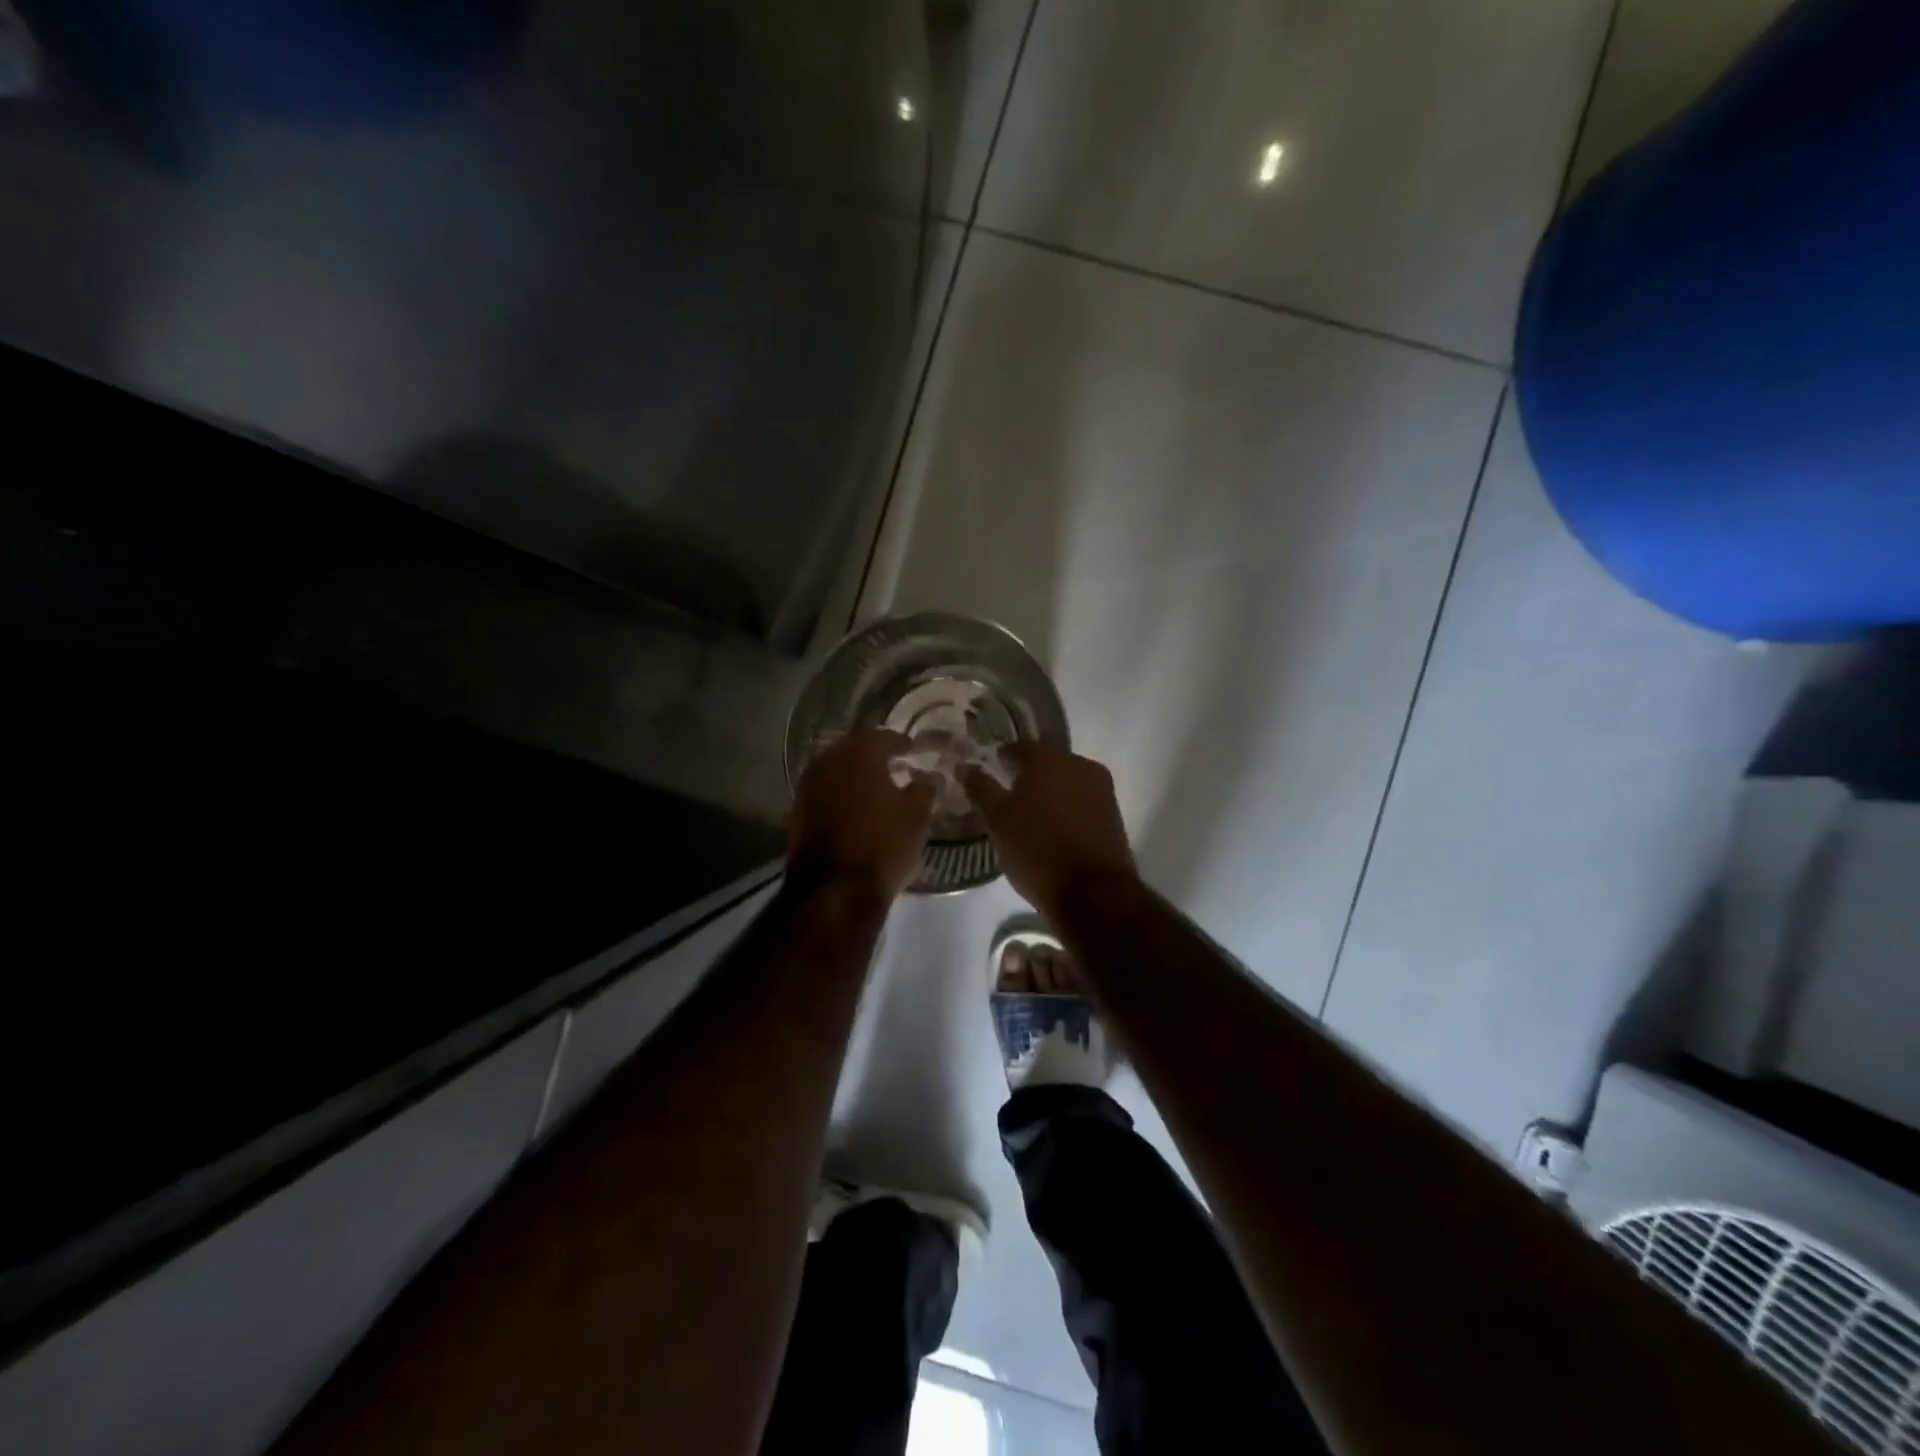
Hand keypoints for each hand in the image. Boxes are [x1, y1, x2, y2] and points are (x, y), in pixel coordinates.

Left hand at [788, 729, 935, 900]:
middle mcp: (829, 761)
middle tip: (894, 765)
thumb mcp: (917, 816)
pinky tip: (855, 807)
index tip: (912, 749)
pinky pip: (825, 793)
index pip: (883, 737)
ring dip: (855, 776)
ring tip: (876, 787)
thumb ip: (924, 789)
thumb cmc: (883, 843)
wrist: (835, 889)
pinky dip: (841, 795)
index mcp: (859, 753)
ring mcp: (808, 787)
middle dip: (874, 756)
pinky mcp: (797, 813)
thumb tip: (928, 778)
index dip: (900, 742)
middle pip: (854, 750)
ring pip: (836, 771)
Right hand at [963, 744, 1137, 916]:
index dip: (1002, 758)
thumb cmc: (1037, 850)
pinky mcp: (1113, 812)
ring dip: (1049, 791)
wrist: (1093, 891)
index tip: (992, 770)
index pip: (1019, 747)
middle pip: (1047, 761)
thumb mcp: (998, 821)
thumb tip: (966, 766)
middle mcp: (1079, 763)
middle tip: (1008, 793)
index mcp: (1048, 758)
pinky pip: (1082, 799)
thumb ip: (981, 789)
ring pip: (1067, 780)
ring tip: (1030, 813)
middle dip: (1028, 774)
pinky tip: (1053, 825)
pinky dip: (1067, 806)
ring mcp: (1101, 787)